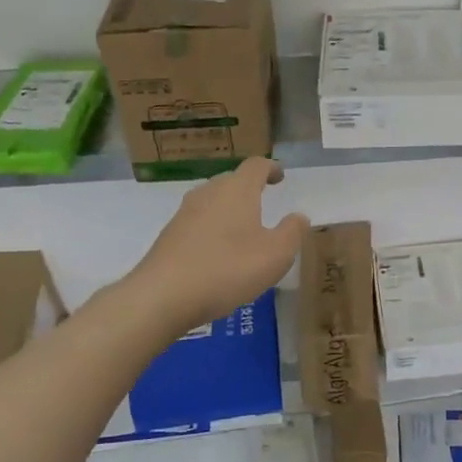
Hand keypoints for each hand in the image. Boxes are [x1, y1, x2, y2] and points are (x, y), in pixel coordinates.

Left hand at [130, 158, 308, 330]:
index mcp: (237, 191)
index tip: (280, 177)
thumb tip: (298, 216)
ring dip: (229, 209)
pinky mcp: (169, 235)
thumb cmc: (228, 269)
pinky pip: (198, 222)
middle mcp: (208, 193)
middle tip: (264, 202)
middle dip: (249, 188)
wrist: (163, 295)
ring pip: (213, 201)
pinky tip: (218, 252)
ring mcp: (184, 213)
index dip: (271, 168)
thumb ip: (292, 232)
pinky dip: (213, 228)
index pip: (256, 166)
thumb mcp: (275, 255)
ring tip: (243, 229)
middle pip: (232, 180)